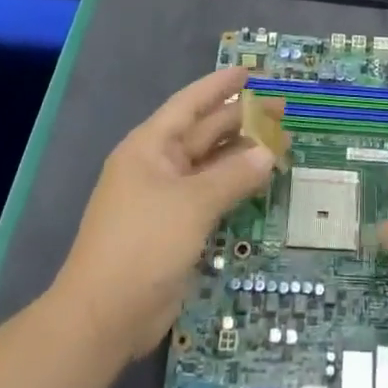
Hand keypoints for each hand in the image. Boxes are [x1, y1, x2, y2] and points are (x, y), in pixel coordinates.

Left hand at [55, 67, 280, 360]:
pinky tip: (262, 181)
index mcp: (150, 147)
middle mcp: (158, 166)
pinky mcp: (177, 227)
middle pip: (205, 133)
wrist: (104, 316)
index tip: (250, 71)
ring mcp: (166, 198)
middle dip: (242, 119)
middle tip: (283, 109)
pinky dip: (236, 186)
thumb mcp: (192, 204)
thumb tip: (269, 152)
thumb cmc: (143, 244)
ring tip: (282, 142)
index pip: (189, 104)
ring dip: (243, 154)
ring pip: (211, 165)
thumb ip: (233, 176)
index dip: (219, 86)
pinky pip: (212, 195)